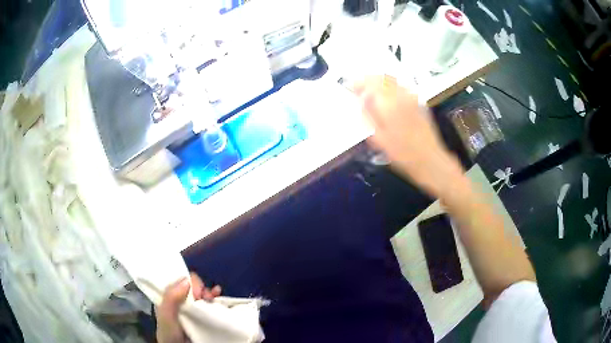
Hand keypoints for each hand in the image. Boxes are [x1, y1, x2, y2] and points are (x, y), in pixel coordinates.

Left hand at [156, 273, 221, 342]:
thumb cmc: (170, 333)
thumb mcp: (165, 314)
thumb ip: (170, 297)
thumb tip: (187, 280)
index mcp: (169, 298)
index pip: (178, 281)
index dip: (187, 281)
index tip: (194, 290)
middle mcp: (182, 301)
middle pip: (192, 286)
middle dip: (199, 287)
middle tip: (203, 296)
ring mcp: (195, 309)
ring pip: (203, 293)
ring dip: (208, 291)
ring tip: (212, 298)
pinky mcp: (206, 316)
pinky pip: (212, 302)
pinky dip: (216, 296)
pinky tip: (218, 294)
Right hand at [354, 76, 463, 197]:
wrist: (430, 160)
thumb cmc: (402, 154)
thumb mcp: (378, 139)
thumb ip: (367, 116)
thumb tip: (361, 101)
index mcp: (389, 104)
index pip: (370, 83)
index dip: (358, 83)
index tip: (351, 87)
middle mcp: (401, 96)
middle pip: (382, 78)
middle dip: (368, 79)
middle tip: (359, 86)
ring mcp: (412, 98)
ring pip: (392, 80)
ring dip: (379, 81)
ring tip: (370, 89)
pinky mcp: (418, 103)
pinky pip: (401, 87)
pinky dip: (390, 86)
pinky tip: (387, 96)